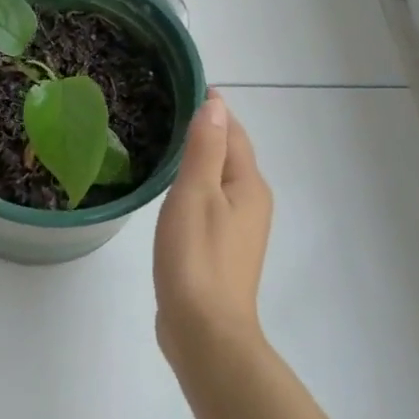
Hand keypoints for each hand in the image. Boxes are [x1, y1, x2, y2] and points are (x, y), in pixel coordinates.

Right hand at [153, 91, 273, 356]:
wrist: (205, 331)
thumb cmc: (197, 258)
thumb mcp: (196, 194)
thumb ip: (205, 148)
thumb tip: (217, 103)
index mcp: (249, 186)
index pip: (234, 133)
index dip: (214, 109)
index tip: (185, 87)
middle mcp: (252, 203)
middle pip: (231, 156)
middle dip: (208, 132)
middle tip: (167, 111)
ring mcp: (239, 231)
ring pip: (221, 182)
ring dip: (200, 161)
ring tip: (166, 145)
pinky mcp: (222, 251)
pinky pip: (211, 205)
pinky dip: (195, 188)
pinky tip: (172, 194)